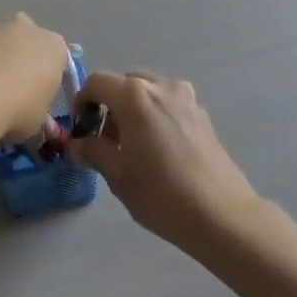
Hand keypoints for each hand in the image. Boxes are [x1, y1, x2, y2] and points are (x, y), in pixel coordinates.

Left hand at [0, 15, 72, 147]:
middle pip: (23, 41)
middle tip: (7, 90)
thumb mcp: (38, 122)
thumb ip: (37, 113)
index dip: (44, 78)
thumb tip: (28, 118)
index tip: (35, 96)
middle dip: (16, 58)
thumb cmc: (17, 110)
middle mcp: (24, 28)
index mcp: (53, 46)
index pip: (55, 58)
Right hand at [66, 70, 262, 248]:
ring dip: (132, 110)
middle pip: (123, 83)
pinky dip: (154, 115)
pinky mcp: (202, 114)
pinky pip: (168, 103)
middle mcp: (161, 86)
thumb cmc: (161, 193)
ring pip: (148, 91)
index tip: (80, 130)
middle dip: (108, 105)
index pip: (96, 82)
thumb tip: (75, 144)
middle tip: (104, 141)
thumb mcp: (117, 175)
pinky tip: (157, 150)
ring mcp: (186, 98)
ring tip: (131, 147)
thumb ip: (92, 151)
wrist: (221, 214)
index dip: (81, 102)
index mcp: (135, 95)